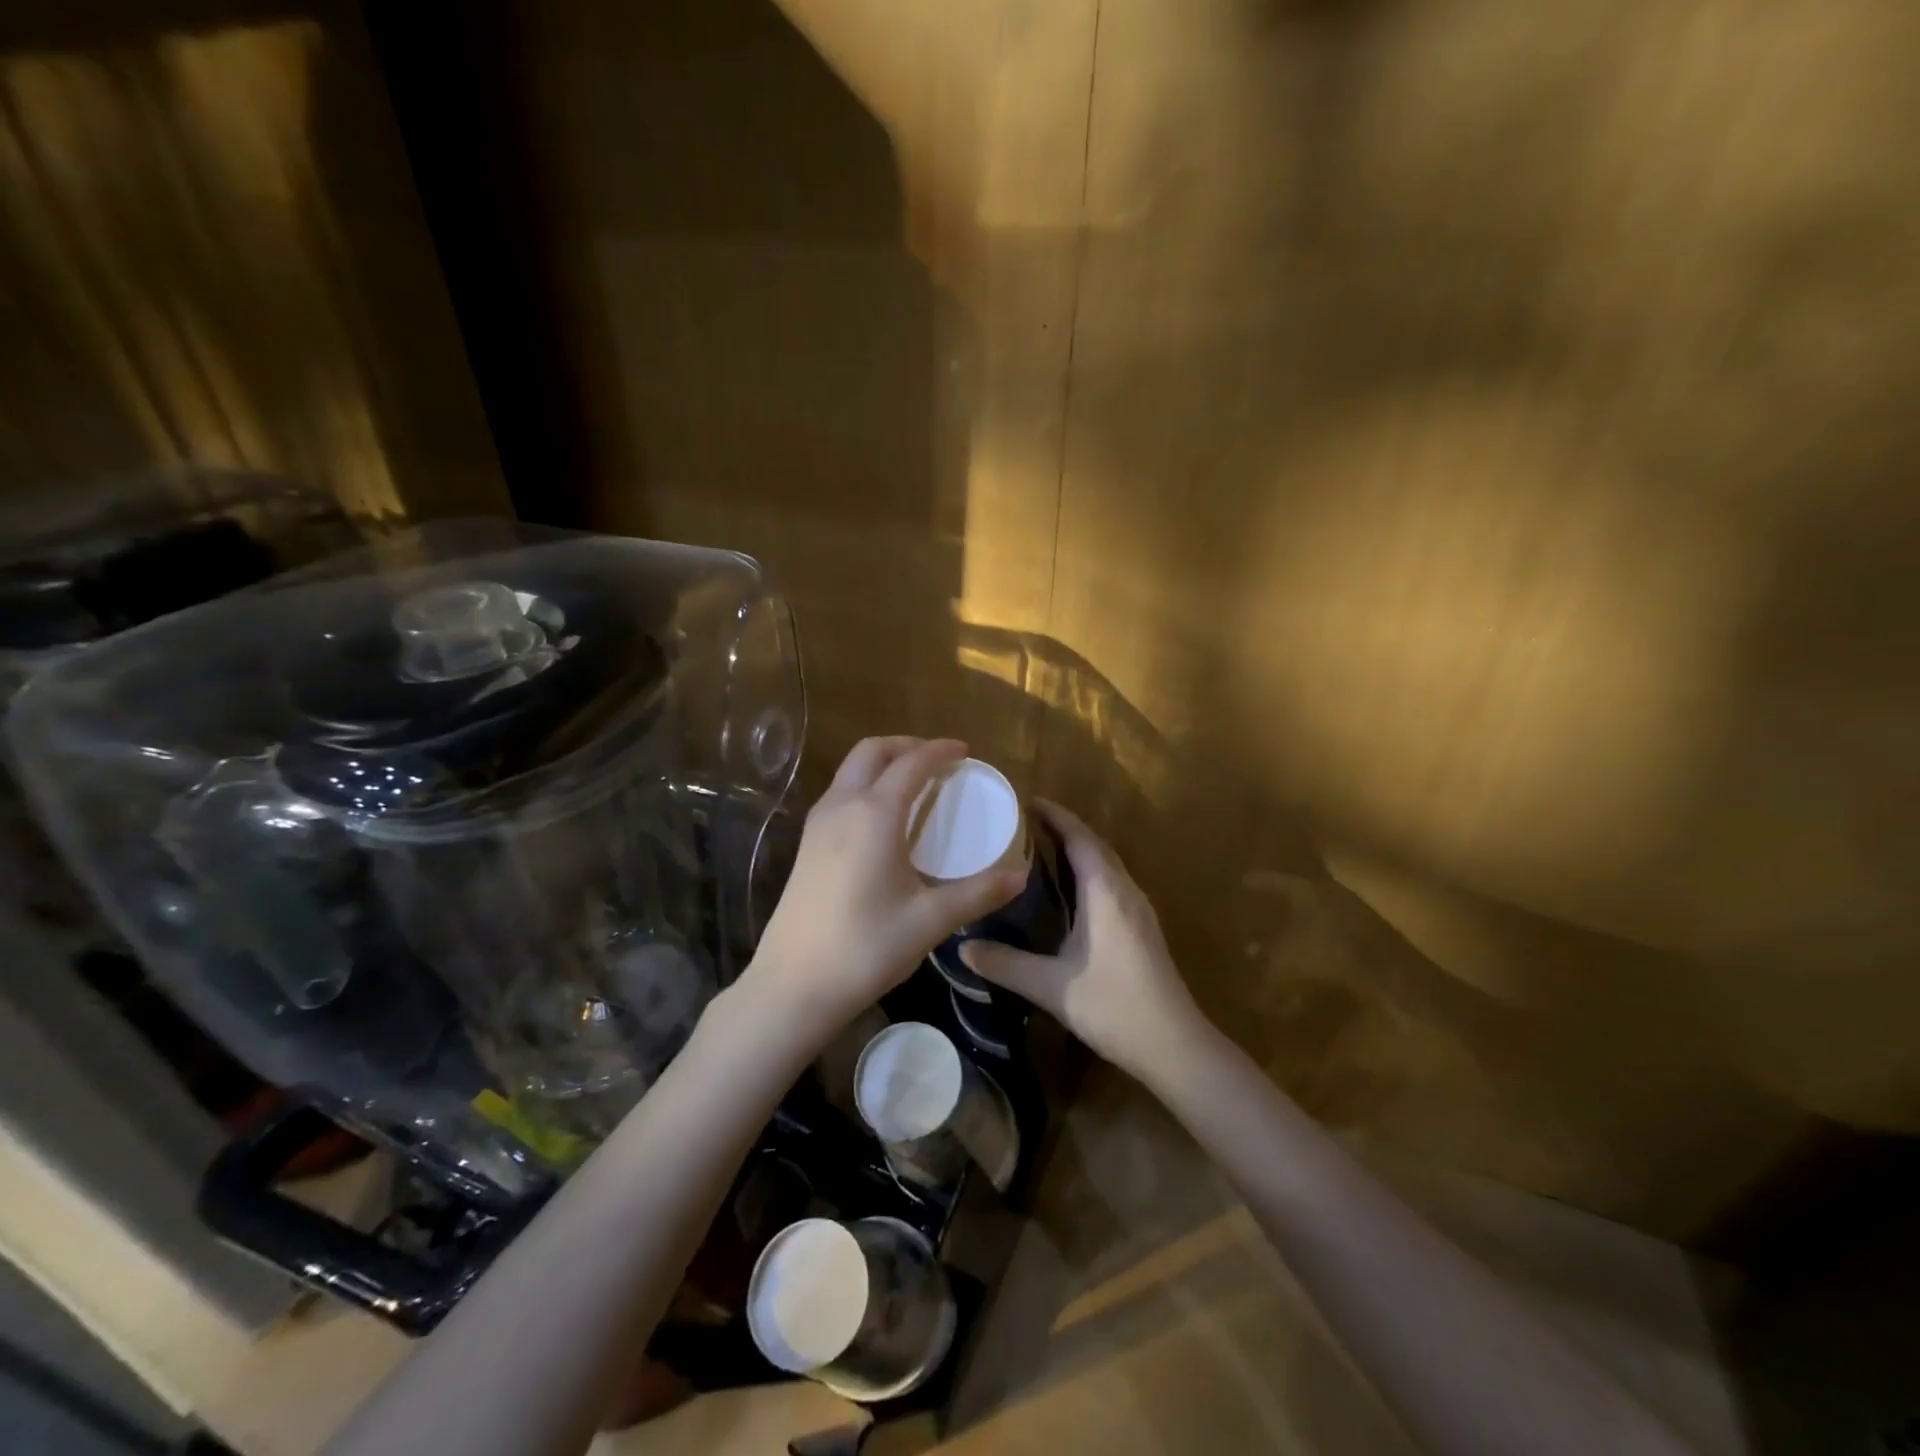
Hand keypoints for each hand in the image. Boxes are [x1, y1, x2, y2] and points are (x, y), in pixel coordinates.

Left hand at [740, 737, 1027, 1034]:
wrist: (793, 984)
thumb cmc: (865, 947)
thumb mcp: (930, 921)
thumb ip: (977, 893)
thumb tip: (1019, 877)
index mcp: (874, 815)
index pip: (911, 764)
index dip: (940, 751)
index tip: (966, 751)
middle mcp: (842, 806)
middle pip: (872, 751)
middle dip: (907, 746)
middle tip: (939, 762)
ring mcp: (818, 823)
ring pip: (851, 770)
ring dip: (883, 764)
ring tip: (915, 784)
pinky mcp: (807, 844)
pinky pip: (840, 793)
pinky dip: (866, 785)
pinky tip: (884, 818)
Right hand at [959, 800, 1204, 1077]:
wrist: (1174, 1044)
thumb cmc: (1113, 1006)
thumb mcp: (1051, 986)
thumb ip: (1005, 964)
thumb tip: (962, 947)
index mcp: (1105, 890)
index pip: (1079, 837)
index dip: (1054, 815)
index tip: (1026, 801)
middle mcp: (1125, 889)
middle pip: (1094, 844)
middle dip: (1062, 828)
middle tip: (1022, 824)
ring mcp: (1138, 907)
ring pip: (1105, 863)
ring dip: (1076, 849)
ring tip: (1038, 849)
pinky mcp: (1142, 926)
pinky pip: (1111, 881)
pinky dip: (1087, 871)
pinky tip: (1066, 891)